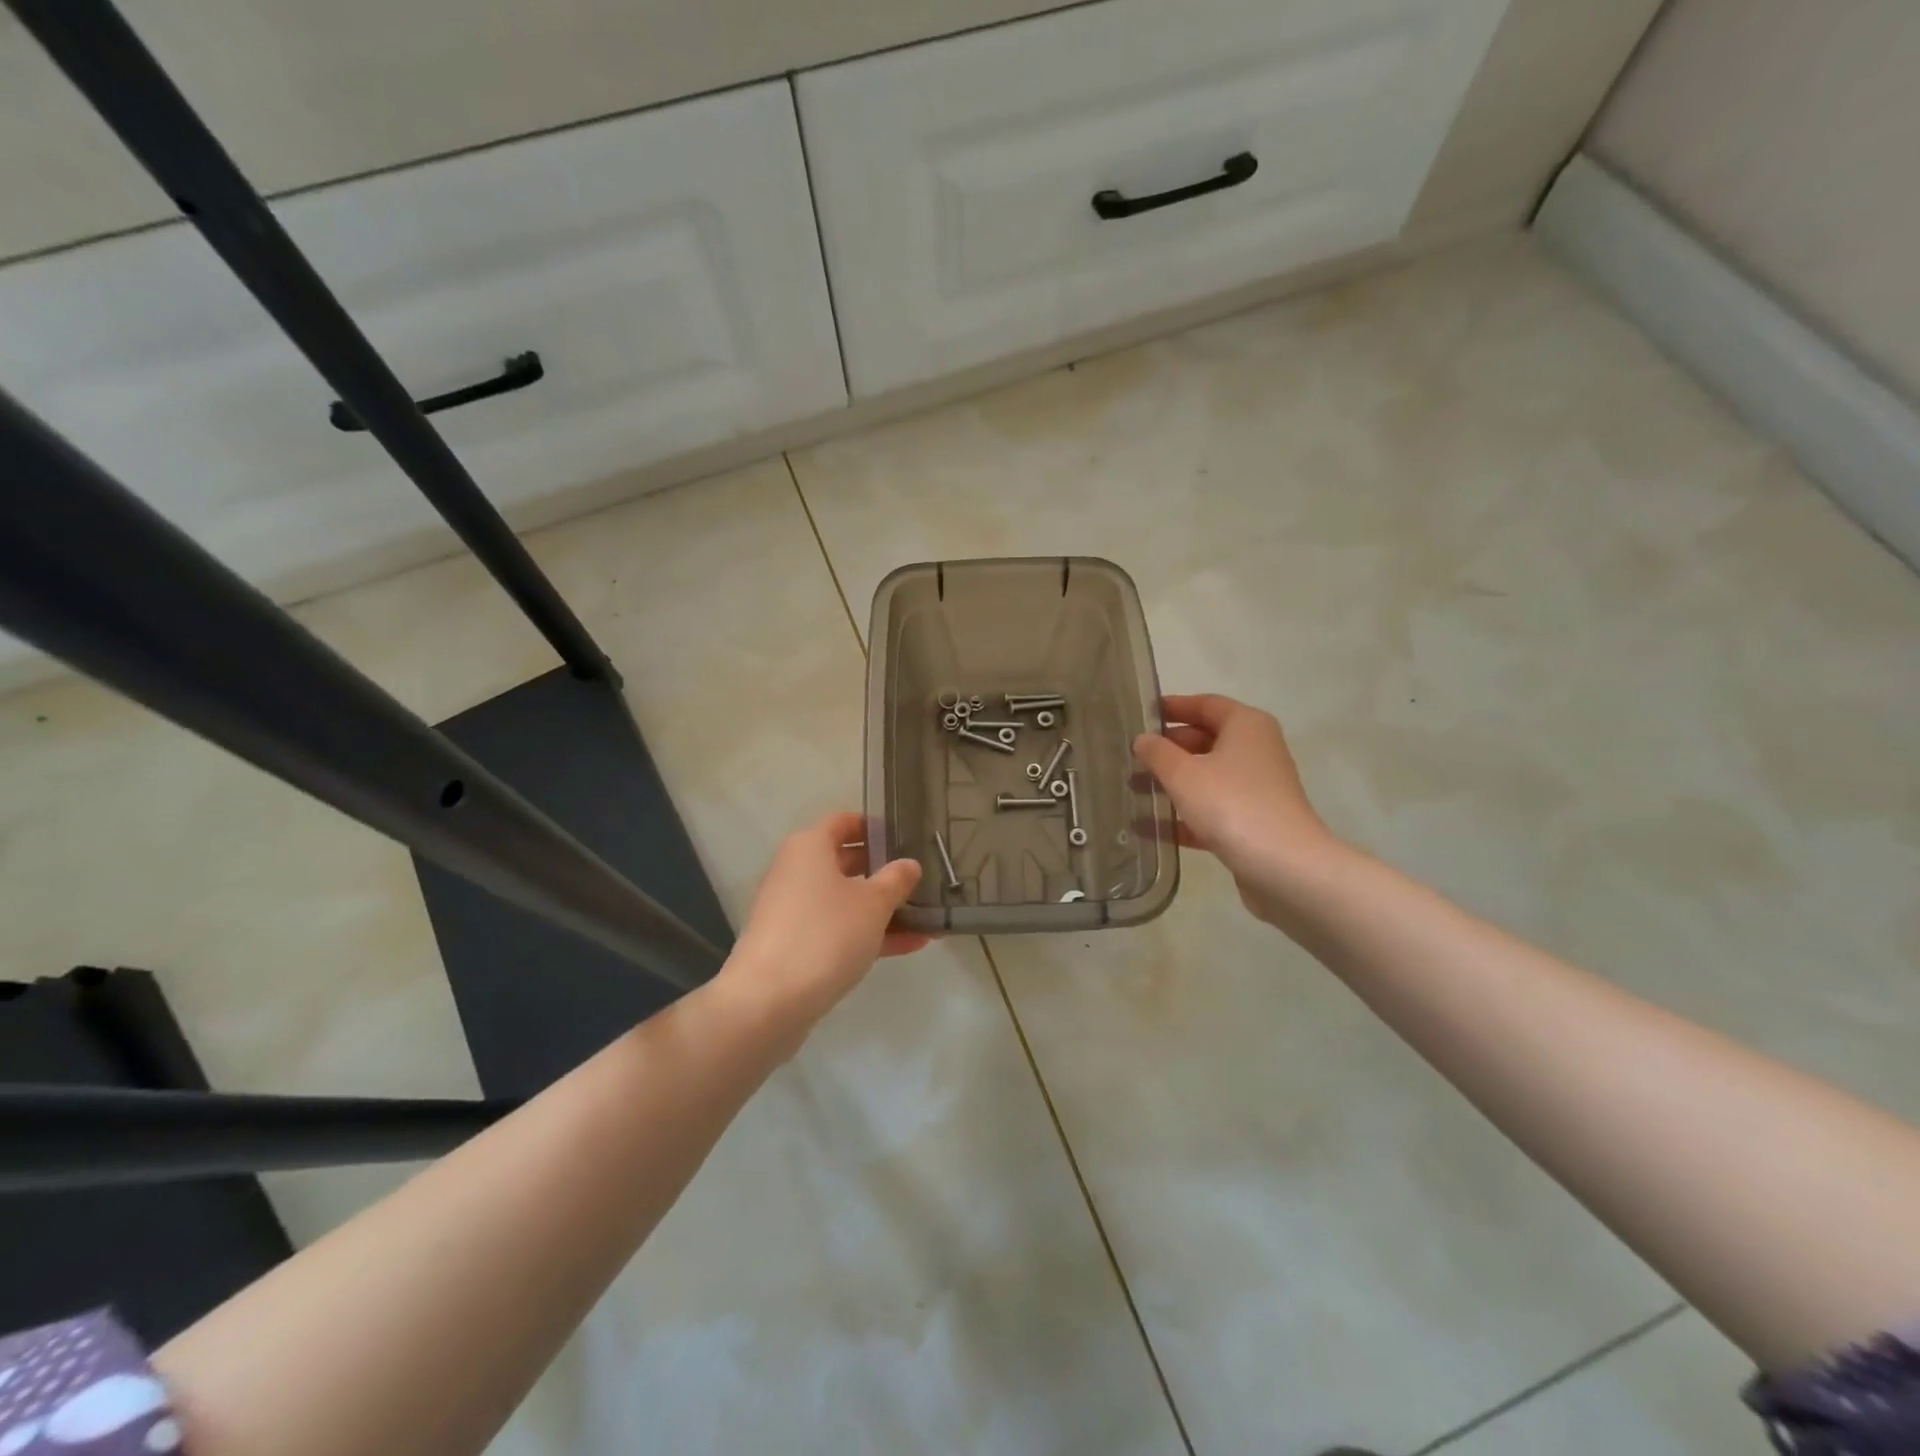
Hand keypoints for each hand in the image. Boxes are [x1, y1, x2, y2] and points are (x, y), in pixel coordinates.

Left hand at [722, 811, 927, 1030]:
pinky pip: (838, 929)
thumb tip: (909, 864)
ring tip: (927, 916)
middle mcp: (797, 871)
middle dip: (884, 871)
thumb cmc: (825, 935)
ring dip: (883, 908)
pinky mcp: (795, 944)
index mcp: (810, 847)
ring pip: (845, 899)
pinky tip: (910, 945)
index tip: (908, 837)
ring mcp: (793, 910)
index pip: (845, 821)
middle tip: (922, 877)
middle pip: (846, 860)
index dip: (876, 826)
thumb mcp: (873, 904)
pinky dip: (868, 933)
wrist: (768, 1001)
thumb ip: (896, 880)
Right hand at [1134, 694, 1342, 923]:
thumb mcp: (1183, 773)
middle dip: (1168, 749)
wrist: (1284, 866)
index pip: (1205, 704)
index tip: (1140, 714)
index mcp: (1246, 725)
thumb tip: (1143, 739)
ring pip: (1207, 776)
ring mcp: (1257, 788)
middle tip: (1131, 756)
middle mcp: (1256, 750)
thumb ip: (1158, 753)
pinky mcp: (1253, 821)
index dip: (1172, 707)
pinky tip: (1149, 827)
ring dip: (1173, 782)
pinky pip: (1212, 808)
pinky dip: (1184, 814)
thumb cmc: (1231, 804)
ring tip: (1133, 790)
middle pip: (1206, 739)